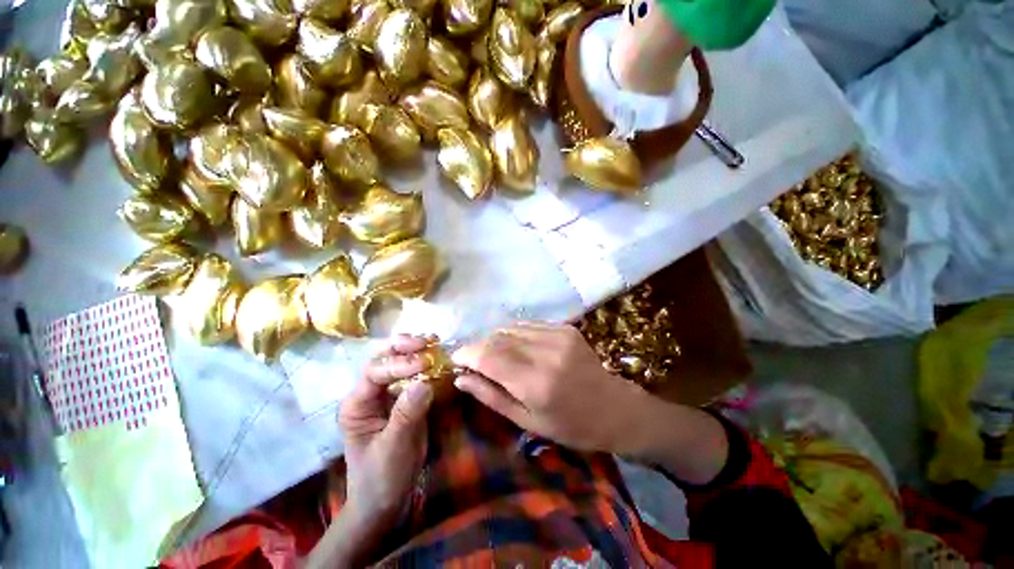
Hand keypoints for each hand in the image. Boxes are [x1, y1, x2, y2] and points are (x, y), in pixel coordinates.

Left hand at [307, 335, 434, 567]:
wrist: (385, 499)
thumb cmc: (382, 477)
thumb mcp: (394, 449)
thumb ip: (406, 414)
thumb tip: (424, 382)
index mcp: (356, 405)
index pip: (374, 373)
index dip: (399, 364)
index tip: (425, 363)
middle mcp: (368, 393)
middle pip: (382, 359)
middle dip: (403, 347)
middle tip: (426, 341)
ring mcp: (385, 393)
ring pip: (396, 361)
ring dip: (414, 349)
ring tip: (433, 341)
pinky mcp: (402, 397)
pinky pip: (411, 373)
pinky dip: (423, 361)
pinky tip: (436, 354)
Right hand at [451, 322, 651, 453]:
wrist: (614, 408)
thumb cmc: (570, 425)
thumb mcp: (526, 420)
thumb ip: (491, 396)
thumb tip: (460, 378)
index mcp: (536, 383)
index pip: (488, 356)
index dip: (466, 354)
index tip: (455, 360)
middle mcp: (546, 352)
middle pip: (497, 338)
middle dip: (477, 346)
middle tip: (472, 360)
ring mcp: (558, 335)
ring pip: (510, 327)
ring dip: (495, 339)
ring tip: (494, 355)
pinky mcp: (565, 328)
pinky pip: (528, 324)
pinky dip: (514, 334)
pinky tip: (516, 347)